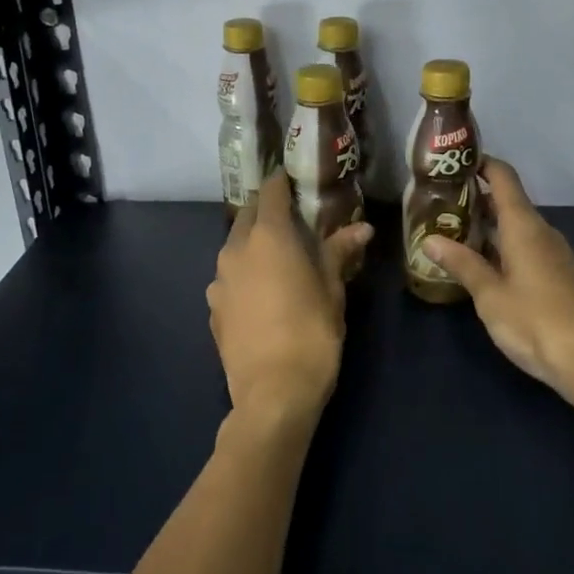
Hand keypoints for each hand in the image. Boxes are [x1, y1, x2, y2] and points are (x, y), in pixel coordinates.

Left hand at [207, 171, 373, 434]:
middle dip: (266, 211)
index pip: (272, 192)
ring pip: (234, 247)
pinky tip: (260, 295)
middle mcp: (236, 250)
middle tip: (291, 219)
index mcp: (268, 237)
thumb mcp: (332, 290)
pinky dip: (243, 275)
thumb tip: (361, 227)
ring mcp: (219, 280)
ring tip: (277, 258)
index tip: (295, 180)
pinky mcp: (212, 308)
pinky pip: (228, 278)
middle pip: (247, 216)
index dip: (282, 182)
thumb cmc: (311, 333)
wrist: (272, 393)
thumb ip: (339, 252)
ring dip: (252, 244)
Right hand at [422, 159, 573, 414]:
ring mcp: (553, 255)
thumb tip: (429, 239)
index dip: (480, 163)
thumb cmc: (537, 322)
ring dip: (485, 226)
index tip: (451, 162)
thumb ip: (461, 264)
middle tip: (436, 204)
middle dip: (474, 199)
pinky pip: (524, 248)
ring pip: (515, 228)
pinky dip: (500, 247)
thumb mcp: (490, 295)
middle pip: (507, 202)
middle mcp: (541, 232)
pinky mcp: (558, 277)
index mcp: (524, 226)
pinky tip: (479, 265)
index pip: (503, 177)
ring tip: (450, 233)